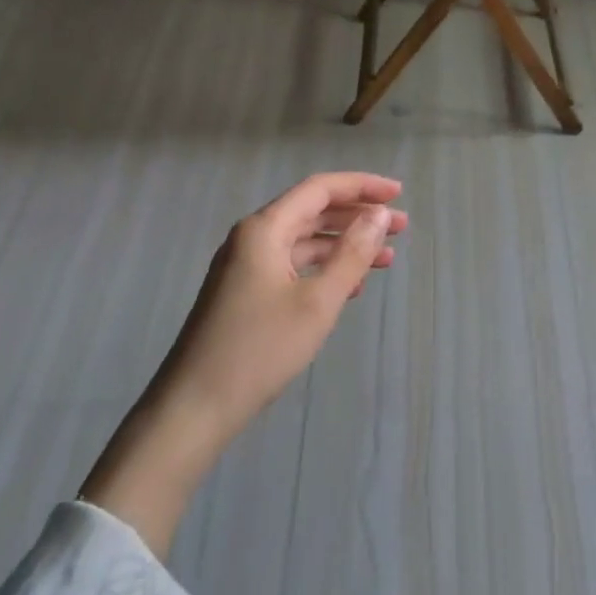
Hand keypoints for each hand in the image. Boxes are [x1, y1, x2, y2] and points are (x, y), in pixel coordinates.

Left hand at [82, 172, 406, 551]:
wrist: (194, 408)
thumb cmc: (259, 349)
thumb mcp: (317, 302)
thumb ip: (352, 253)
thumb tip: (378, 214)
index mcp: (264, 229)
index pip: (319, 189)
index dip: (361, 186)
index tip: (398, 194)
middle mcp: (253, 238)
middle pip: (312, 211)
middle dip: (358, 216)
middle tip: (401, 227)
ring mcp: (246, 266)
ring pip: (304, 241)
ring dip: (345, 245)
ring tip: (386, 257)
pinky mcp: (245, 293)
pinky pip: (292, 266)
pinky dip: (324, 269)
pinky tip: (352, 287)